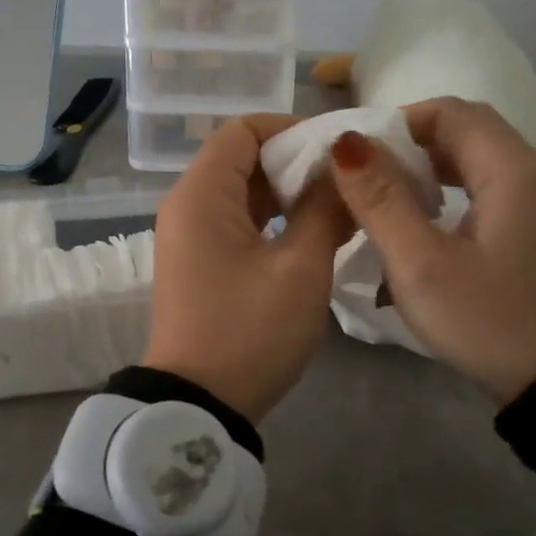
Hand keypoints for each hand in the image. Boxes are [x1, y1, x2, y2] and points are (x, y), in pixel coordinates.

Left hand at [144, 115, 351, 422]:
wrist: (199, 405)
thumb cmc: (249, 331)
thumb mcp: (300, 268)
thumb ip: (324, 209)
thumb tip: (345, 169)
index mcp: (200, 194)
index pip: (242, 130)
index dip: (290, 130)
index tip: (337, 152)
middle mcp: (186, 206)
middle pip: (241, 159)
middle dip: (295, 163)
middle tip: (348, 182)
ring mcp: (189, 238)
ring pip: (242, 193)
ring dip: (288, 194)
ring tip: (341, 208)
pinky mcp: (199, 264)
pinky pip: (237, 223)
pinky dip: (273, 221)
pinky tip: (314, 235)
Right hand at [328, 97, 535, 404]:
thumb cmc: (489, 320)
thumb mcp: (422, 264)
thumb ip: (381, 200)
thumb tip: (347, 144)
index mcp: (511, 168)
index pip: (448, 111)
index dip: (396, 122)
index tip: (357, 156)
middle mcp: (534, 171)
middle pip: (464, 131)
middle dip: (409, 146)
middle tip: (364, 179)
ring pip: (476, 160)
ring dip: (428, 170)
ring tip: (386, 201)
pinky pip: (489, 188)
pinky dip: (451, 192)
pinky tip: (425, 226)